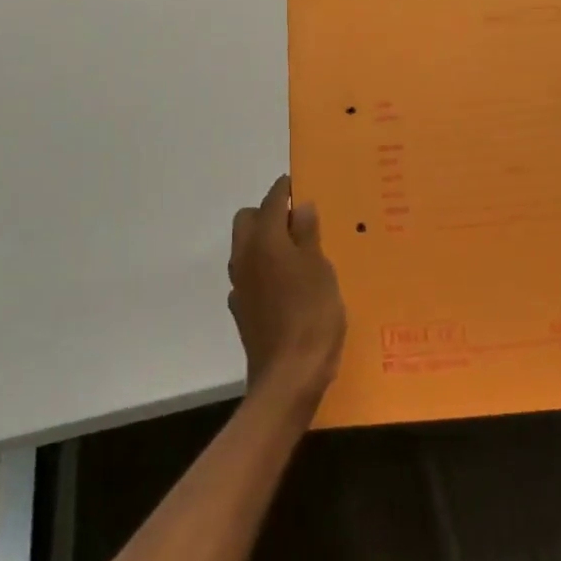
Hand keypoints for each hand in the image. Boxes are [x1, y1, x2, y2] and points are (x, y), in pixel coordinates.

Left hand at [229, 176, 345, 405]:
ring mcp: (240, 286)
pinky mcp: (242, 310)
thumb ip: (308, 235)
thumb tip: (301, 207)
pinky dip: (264, 270)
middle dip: (268, 213)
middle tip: (299, 222)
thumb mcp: (320, 269)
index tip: (297, 183)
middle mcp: (245, 257)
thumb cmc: (312, 315)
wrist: (288, 377)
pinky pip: (250, 276)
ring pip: (246, 248)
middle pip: (249, 220)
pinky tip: (286, 285)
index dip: (285, 189)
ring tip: (297, 252)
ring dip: (265, 241)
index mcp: (265, 241)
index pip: (272, 201)